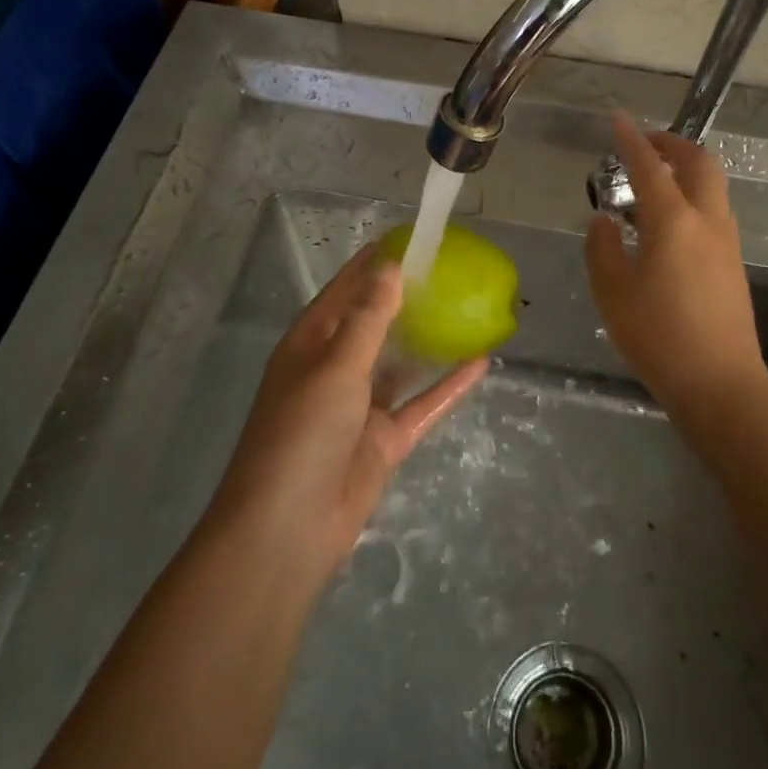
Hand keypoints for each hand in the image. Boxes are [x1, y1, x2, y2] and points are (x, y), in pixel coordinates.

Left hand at [209, 244, 486, 585]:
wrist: (287, 530)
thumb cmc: (302, 432)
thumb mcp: (336, 366)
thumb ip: (369, 317)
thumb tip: (391, 267)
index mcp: (312, 343)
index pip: (346, 289)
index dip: (375, 263)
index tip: (411, 238)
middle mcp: (335, 368)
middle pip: (376, 322)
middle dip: (408, 298)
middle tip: (450, 270)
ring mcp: (361, 406)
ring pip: (401, 362)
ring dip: (428, 339)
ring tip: (466, 308)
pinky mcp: (383, 440)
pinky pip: (421, 404)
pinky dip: (447, 386)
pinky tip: (480, 363)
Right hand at [585, 113, 767, 421]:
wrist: (720, 384)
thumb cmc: (658, 336)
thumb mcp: (612, 292)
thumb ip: (603, 248)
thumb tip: (604, 221)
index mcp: (672, 221)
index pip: (650, 166)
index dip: (632, 139)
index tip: (618, 119)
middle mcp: (706, 220)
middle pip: (699, 162)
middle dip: (673, 143)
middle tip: (646, 142)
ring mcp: (726, 241)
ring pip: (713, 185)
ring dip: (687, 168)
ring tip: (655, 179)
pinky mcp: (734, 263)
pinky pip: (714, 210)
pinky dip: (693, 195)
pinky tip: (669, 222)